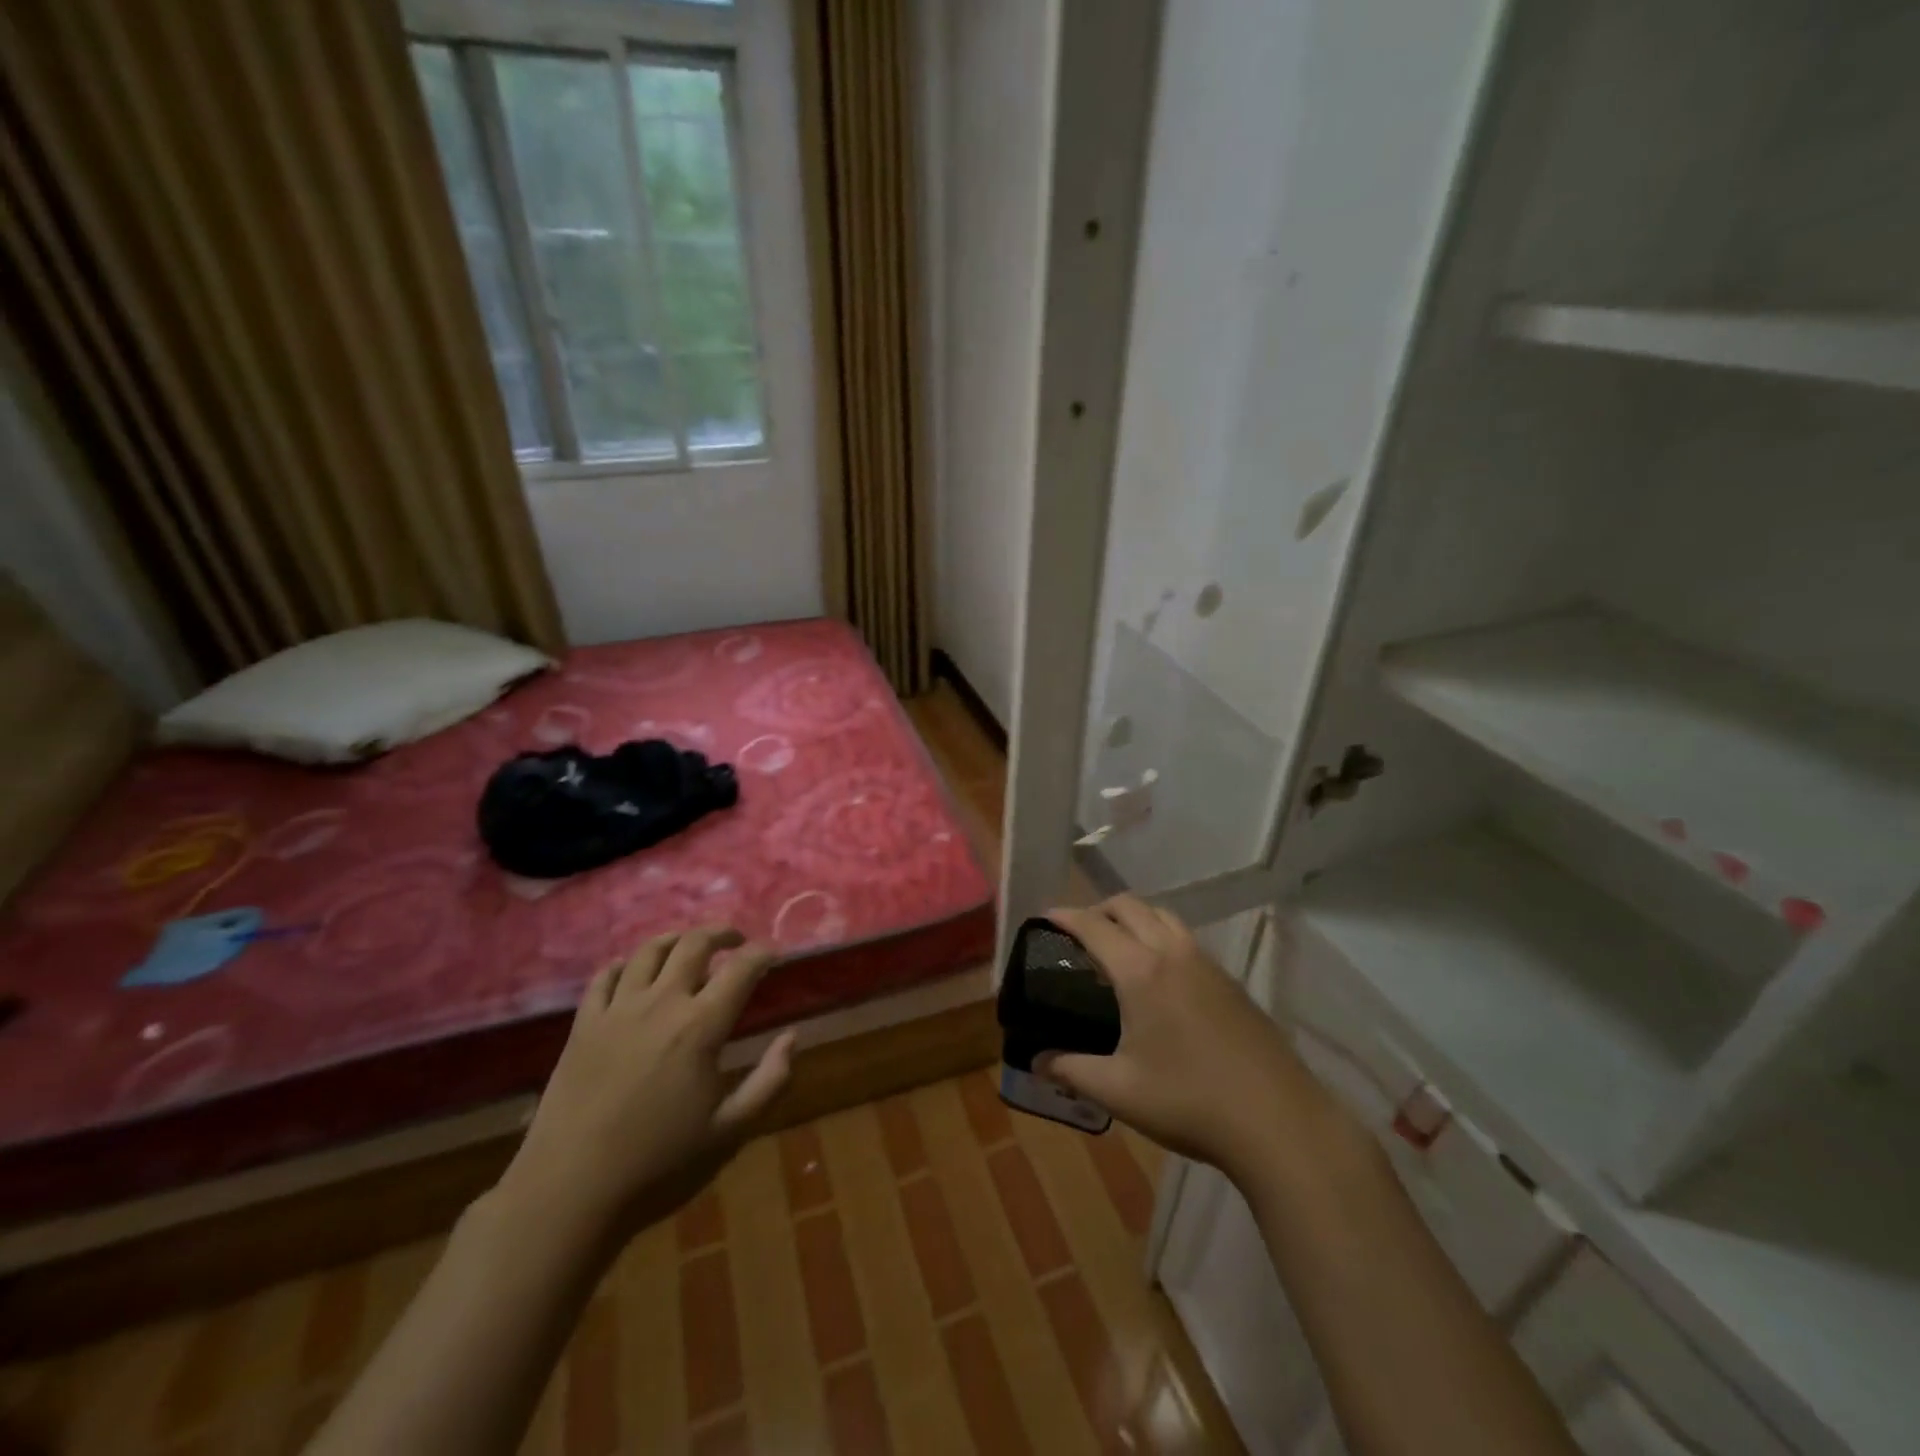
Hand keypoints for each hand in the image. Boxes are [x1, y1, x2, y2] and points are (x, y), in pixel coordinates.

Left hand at [499, 927, 795, 1247]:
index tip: (773, 954)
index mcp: (701, 1026)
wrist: (570, 1194)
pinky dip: (623, 965)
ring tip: (687, 945)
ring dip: (675, 939)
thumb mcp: (731, 1131)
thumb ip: (770, 1080)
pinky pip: (603, 978)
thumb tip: (792, 1037)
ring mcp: (617, 1011)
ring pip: (648, 951)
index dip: (762, 953)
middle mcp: (661, 1003)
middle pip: (694, 944)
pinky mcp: (582, 1026)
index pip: (741, 968)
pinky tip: (630, 970)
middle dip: (721, 933)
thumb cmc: (659, 1165)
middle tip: (735, 940)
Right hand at [1038, 897, 1333, 1182]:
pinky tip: (1161, 978)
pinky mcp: (1231, 983)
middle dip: (1099, 908)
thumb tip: (1037, 1062)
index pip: (1094, 925)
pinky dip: (1162, 937)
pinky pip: (1187, 940)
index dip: (1065, 915)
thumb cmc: (1189, 1102)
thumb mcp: (1119, 1091)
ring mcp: (1208, 965)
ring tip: (1118, 947)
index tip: (1045, 916)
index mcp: (1141, 972)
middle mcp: (1173, 954)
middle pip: (1131, 906)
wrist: (1279, 1122)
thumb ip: (1071, 1070)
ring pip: (1164, 916)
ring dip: (1135, 917)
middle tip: (1078, 932)